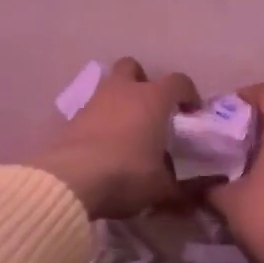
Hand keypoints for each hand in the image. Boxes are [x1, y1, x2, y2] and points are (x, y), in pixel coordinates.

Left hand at [29, 57, 199, 221]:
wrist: (72, 180)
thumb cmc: (126, 174)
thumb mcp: (160, 188)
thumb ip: (178, 187)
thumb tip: (187, 194)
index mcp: (153, 99)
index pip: (178, 82)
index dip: (188, 94)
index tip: (191, 113)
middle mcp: (123, 91)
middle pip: (133, 68)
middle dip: (142, 82)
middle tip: (151, 110)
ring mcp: (93, 102)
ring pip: (108, 88)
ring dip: (119, 102)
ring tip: (126, 131)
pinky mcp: (71, 119)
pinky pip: (92, 112)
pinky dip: (100, 122)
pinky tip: (104, 146)